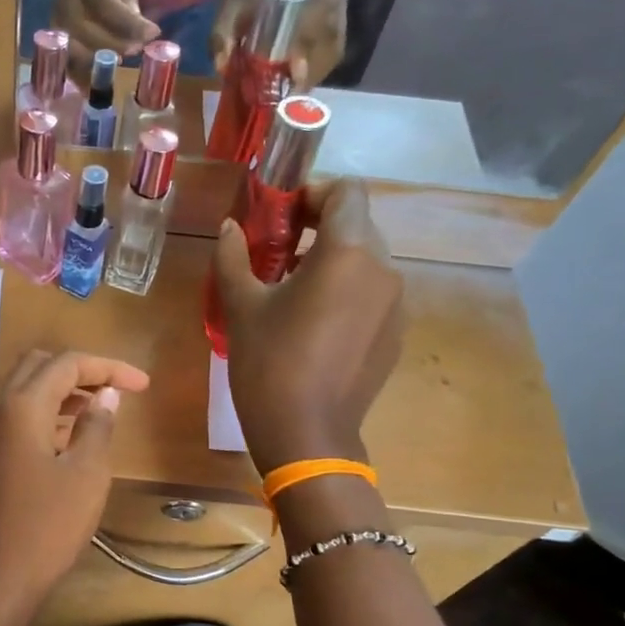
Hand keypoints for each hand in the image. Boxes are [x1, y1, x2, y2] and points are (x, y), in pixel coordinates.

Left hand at [0, 349, 151, 625]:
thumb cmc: (48, 525)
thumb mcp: (86, 474)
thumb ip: (97, 426)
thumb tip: (105, 394)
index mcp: (21, 406)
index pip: (66, 363)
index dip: (108, 367)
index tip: (143, 385)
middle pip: (38, 366)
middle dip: (80, 370)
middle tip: (116, 390)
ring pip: (25, 391)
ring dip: (62, 390)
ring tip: (101, 410)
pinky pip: (18, 417)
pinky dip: (47, 412)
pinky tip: (71, 435)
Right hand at [51, 0, 160, 75]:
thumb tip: (137, 28)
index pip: (103, 1)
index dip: (127, 22)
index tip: (152, 34)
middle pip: (81, 27)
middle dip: (111, 44)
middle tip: (137, 51)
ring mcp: (55, 5)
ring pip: (69, 42)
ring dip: (94, 59)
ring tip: (120, 61)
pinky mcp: (55, 19)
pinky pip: (64, 48)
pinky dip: (79, 65)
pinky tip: (97, 73)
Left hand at [209, 0, 346, 88]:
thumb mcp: (230, 1)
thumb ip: (223, 34)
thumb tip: (222, 68)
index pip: (312, 40)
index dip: (302, 68)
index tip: (289, 86)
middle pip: (327, 50)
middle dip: (307, 77)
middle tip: (286, 96)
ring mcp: (341, 3)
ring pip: (334, 49)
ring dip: (315, 73)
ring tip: (293, 90)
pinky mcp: (341, 8)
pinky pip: (336, 43)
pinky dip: (320, 62)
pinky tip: (302, 74)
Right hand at [212, 179, 401, 472]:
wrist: (307, 434)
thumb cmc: (269, 364)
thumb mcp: (241, 307)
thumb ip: (233, 257)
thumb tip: (228, 229)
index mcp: (348, 253)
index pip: (347, 191)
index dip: (314, 192)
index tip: (281, 217)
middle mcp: (383, 269)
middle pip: (358, 224)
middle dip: (319, 228)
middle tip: (278, 253)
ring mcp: (396, 304)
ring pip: (367, 261)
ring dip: (332, 261)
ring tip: (293, 291)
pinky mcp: (396, 334)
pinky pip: (373, 294)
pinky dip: (347, 292)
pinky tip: (315, 326)